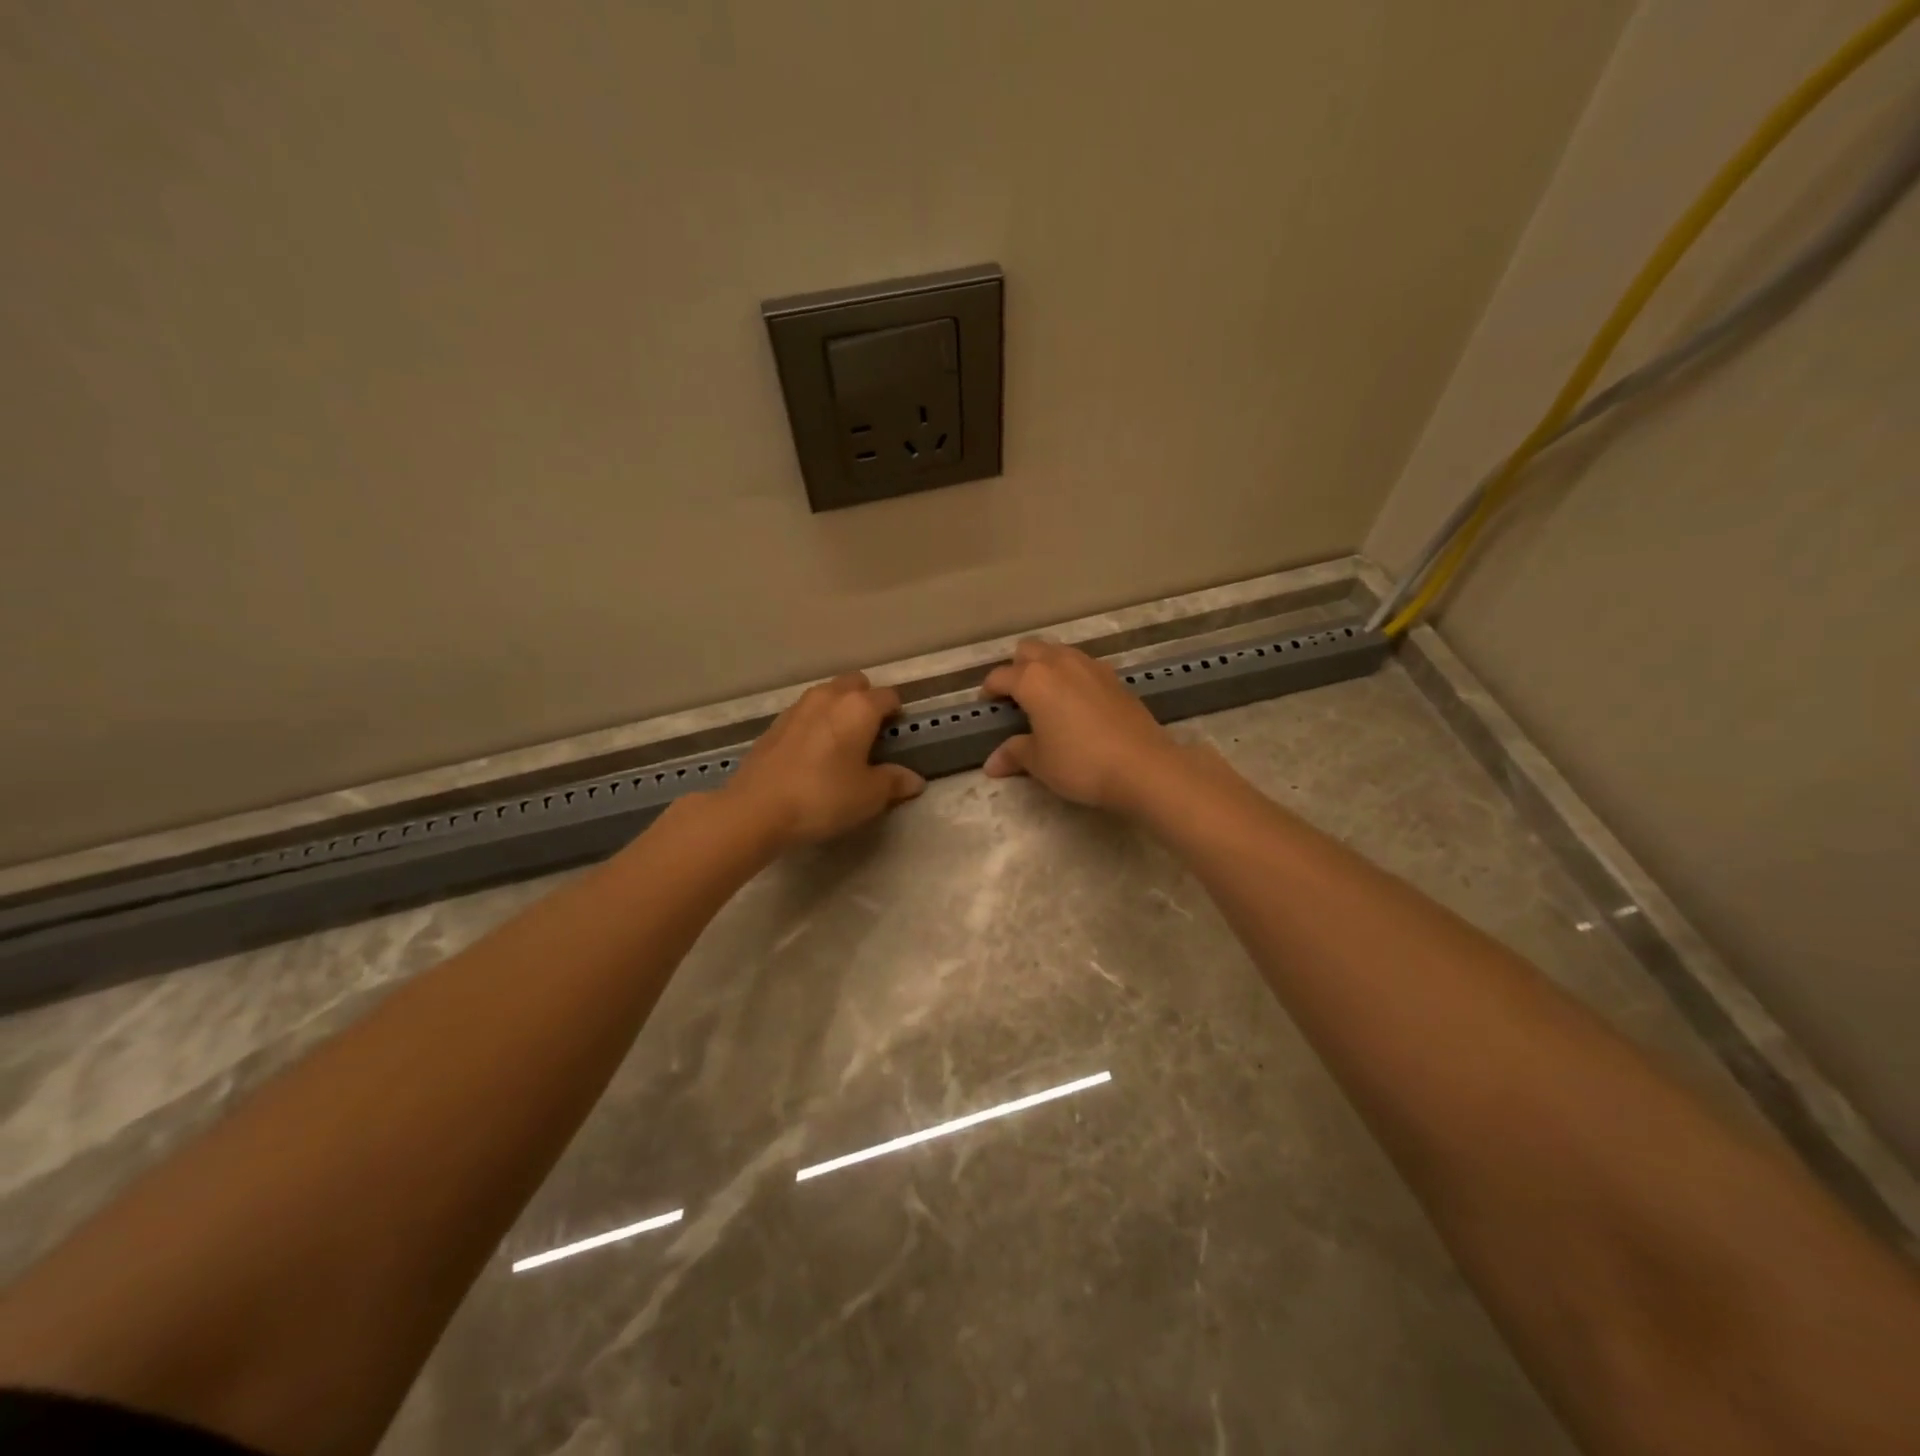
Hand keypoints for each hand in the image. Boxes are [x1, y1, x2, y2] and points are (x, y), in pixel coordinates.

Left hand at [721, 672, 924, 848]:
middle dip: (867, 700)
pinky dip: (814, 723)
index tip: (898, 735)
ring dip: (838, 709)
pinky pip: (805, 713)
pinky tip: (812, 753)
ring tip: (841, 742)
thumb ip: (894, 782)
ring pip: (827, 695)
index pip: (888, 696)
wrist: (757, 808)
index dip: (897, 713)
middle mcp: (829, 697)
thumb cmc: (823, 797)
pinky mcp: (774, 724)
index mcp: (859, 707)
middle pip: (856, 684)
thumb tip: (914, 780)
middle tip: (870, 734)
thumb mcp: (869, 796)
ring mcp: (797, 707)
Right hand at [980, 640, 1180, 812]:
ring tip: (1047, 697)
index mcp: (1033, 679)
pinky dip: (1073, 676)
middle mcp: (1060, 663)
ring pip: (1059, 652)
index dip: (989, 691)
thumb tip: (991, 764)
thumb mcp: (1039, 762)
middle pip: (1029, 650)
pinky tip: (1078, 703)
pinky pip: (1083, 666)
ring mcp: (1091, 667)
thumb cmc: (1080, 763)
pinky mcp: (1115, 678)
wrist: (1142, 766)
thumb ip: (1014, 754)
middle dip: (1017, 668)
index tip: (988, 706)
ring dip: (1046, 666)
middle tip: (1017, 697)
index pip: (1000, 676)